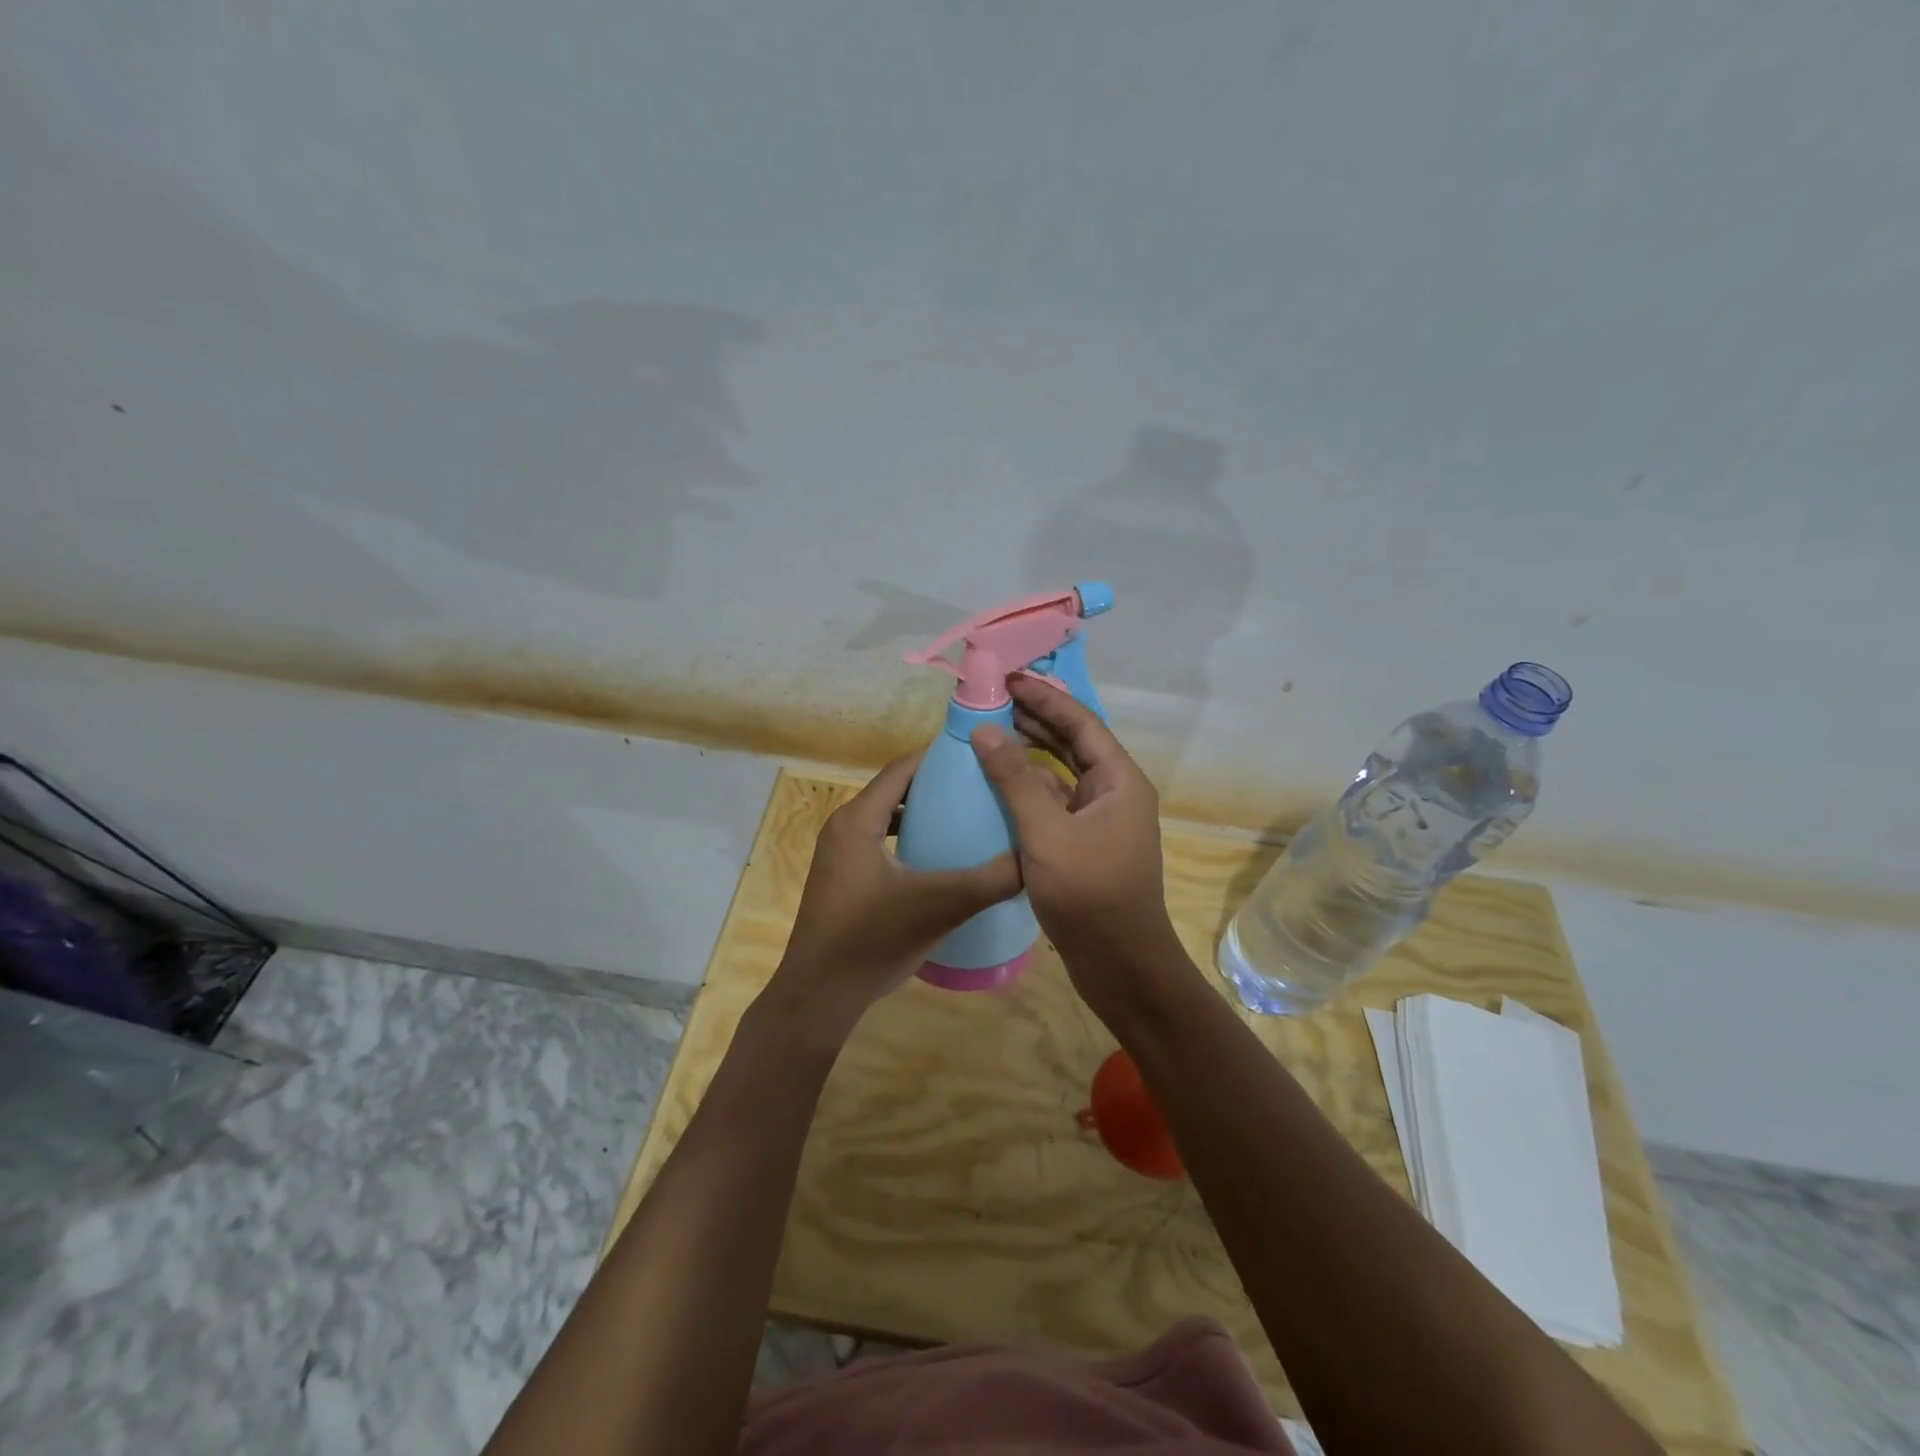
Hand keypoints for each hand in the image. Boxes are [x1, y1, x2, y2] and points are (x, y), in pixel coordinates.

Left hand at [767, 751, 1022, 1038]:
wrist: (819, 997)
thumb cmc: (872, 941)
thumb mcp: (940, 906)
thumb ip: (990, 880)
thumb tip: (1034, 858)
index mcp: (858, 819)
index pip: (902, 769)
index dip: (940, 757)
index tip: (980, 757)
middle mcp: (844, 827)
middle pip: (896, 789)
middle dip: (938, 785)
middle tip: (983, 787)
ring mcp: (840, 854)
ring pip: (889, 817)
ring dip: (924, 813)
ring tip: (968, 817)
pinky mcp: (844, 878)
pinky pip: (882, 842)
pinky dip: (910, 839)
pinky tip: (940, 859)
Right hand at [970, 677, 1184, 1018]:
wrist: (1120, 965)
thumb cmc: (1089, 894)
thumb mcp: (1046, 833)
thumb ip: (1015, 780)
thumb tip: (986, 731)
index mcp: (1119, 780)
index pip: (1080, 722)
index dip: (1045, 697)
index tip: (1008, 679)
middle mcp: (1114, 792)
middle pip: (1073, 742)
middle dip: (1036, 719)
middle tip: (993, 700)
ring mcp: (1101, 819)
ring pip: (1063, 772)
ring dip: (1031, 752)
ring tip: (991, 732)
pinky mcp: (1085, 843)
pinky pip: (1056, 801)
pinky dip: (1030, 788)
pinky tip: (1000, 785)